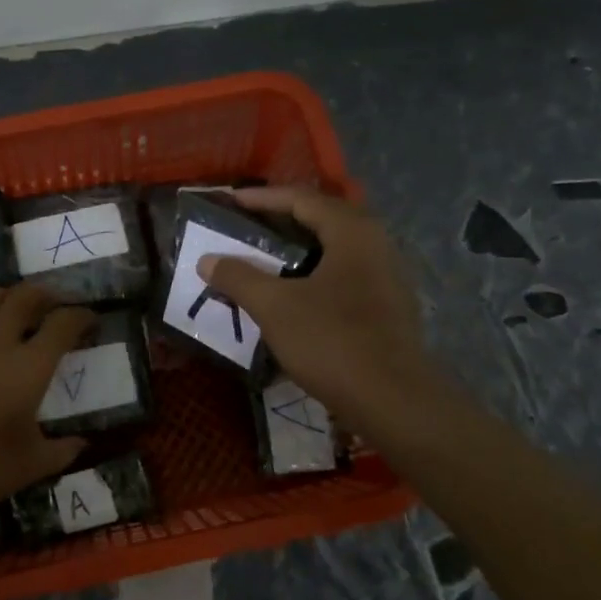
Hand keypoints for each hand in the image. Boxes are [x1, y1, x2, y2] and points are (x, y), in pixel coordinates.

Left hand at [0, 284, 94, 525]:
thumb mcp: (34, 464)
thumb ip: (64, 449)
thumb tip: (82, 442)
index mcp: (29, 368)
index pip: (63, 323)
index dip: (82, 316)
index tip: (90, 321)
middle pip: (26, 296)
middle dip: (48, 294)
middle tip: (57, 305)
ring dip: (11, 297)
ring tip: (19, 310)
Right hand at [200, 187, 437, 438]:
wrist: (393, 400)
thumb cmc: (332, 340)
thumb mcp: (275, 307)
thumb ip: (238, 277)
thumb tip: (207, 259)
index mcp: (352, 232)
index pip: (302, 199)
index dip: (262, 199)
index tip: (229, 202)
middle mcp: (376, 244)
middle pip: (322, 220)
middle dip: (281, 221)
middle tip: (245, 228)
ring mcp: (387, 277)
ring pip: (334, 251)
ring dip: (297, 252)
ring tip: (263, 260)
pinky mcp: (388, 307)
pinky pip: (343, 277)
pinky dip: (313, 277)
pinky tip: (292, 297)